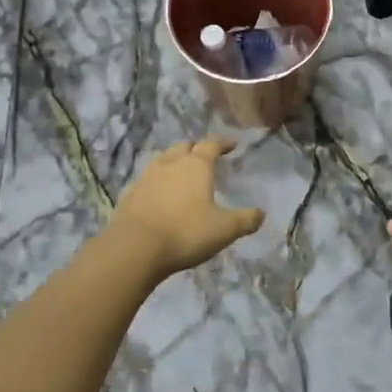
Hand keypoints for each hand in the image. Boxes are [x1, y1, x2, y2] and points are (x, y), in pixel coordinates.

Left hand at [108, 138, 264, 277]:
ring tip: (181, 172)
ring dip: (174, 161)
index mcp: (196, 165)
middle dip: (196, 149)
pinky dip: (156, 181)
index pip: (211, 144)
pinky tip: (158, 193)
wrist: (134, 248)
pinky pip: (146, 180)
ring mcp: (147, 177)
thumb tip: (261, 214)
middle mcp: (171, 163)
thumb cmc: (185, 233)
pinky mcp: (130, 193)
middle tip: (205, 157)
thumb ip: (245, 220)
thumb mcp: (224, 229)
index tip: (232, 144)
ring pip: (163, 159)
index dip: (223, 143)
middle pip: (184, 147)